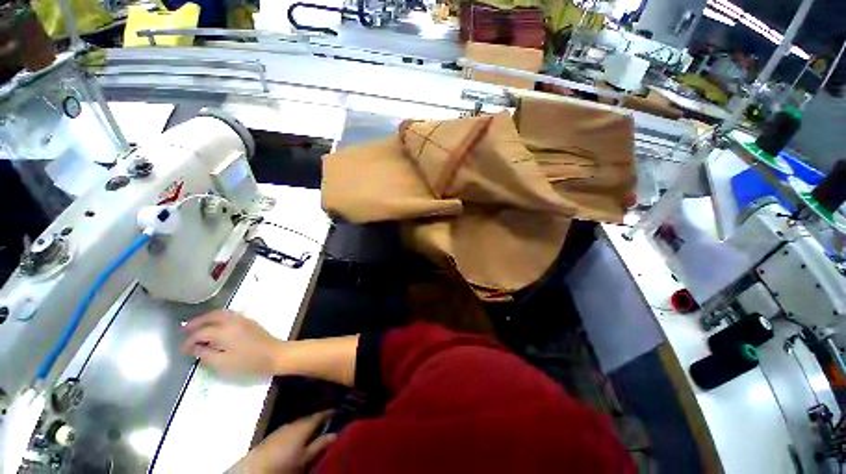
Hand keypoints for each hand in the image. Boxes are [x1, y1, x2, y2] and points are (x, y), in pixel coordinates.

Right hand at [181, 310, 283, 375]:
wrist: (275, 354)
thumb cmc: (249, 362)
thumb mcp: (222, 363)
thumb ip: (205, 354)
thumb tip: (195, 348)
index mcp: (225, 330)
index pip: (201, 332)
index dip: (189, 341)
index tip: (182, 351)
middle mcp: (233, 321)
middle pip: (211, 316)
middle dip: (196, 322)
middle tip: (184, 330)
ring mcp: (243, 319)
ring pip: (221, 313)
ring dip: (207, 318)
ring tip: (197, 328)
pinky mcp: (250, 322)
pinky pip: (230, 315)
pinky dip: (218, 318)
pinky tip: (215, 327)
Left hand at [229, 411, 335, 473]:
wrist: (254, 471)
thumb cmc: (284, 465)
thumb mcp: (305, 458)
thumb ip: (320, 445)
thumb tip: (336, 433)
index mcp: (304, 425)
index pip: (320, 415)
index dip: (330, 412)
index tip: (338, 410)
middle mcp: (293, 422)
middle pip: (309, 417)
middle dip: (318, 417)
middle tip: (329, 419)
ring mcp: (282, 427)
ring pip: (299, 422)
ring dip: (307, 423)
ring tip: (315, 427)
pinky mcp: (273, 435)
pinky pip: (290, 427)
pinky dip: (297, 428)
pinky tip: (298, 435)